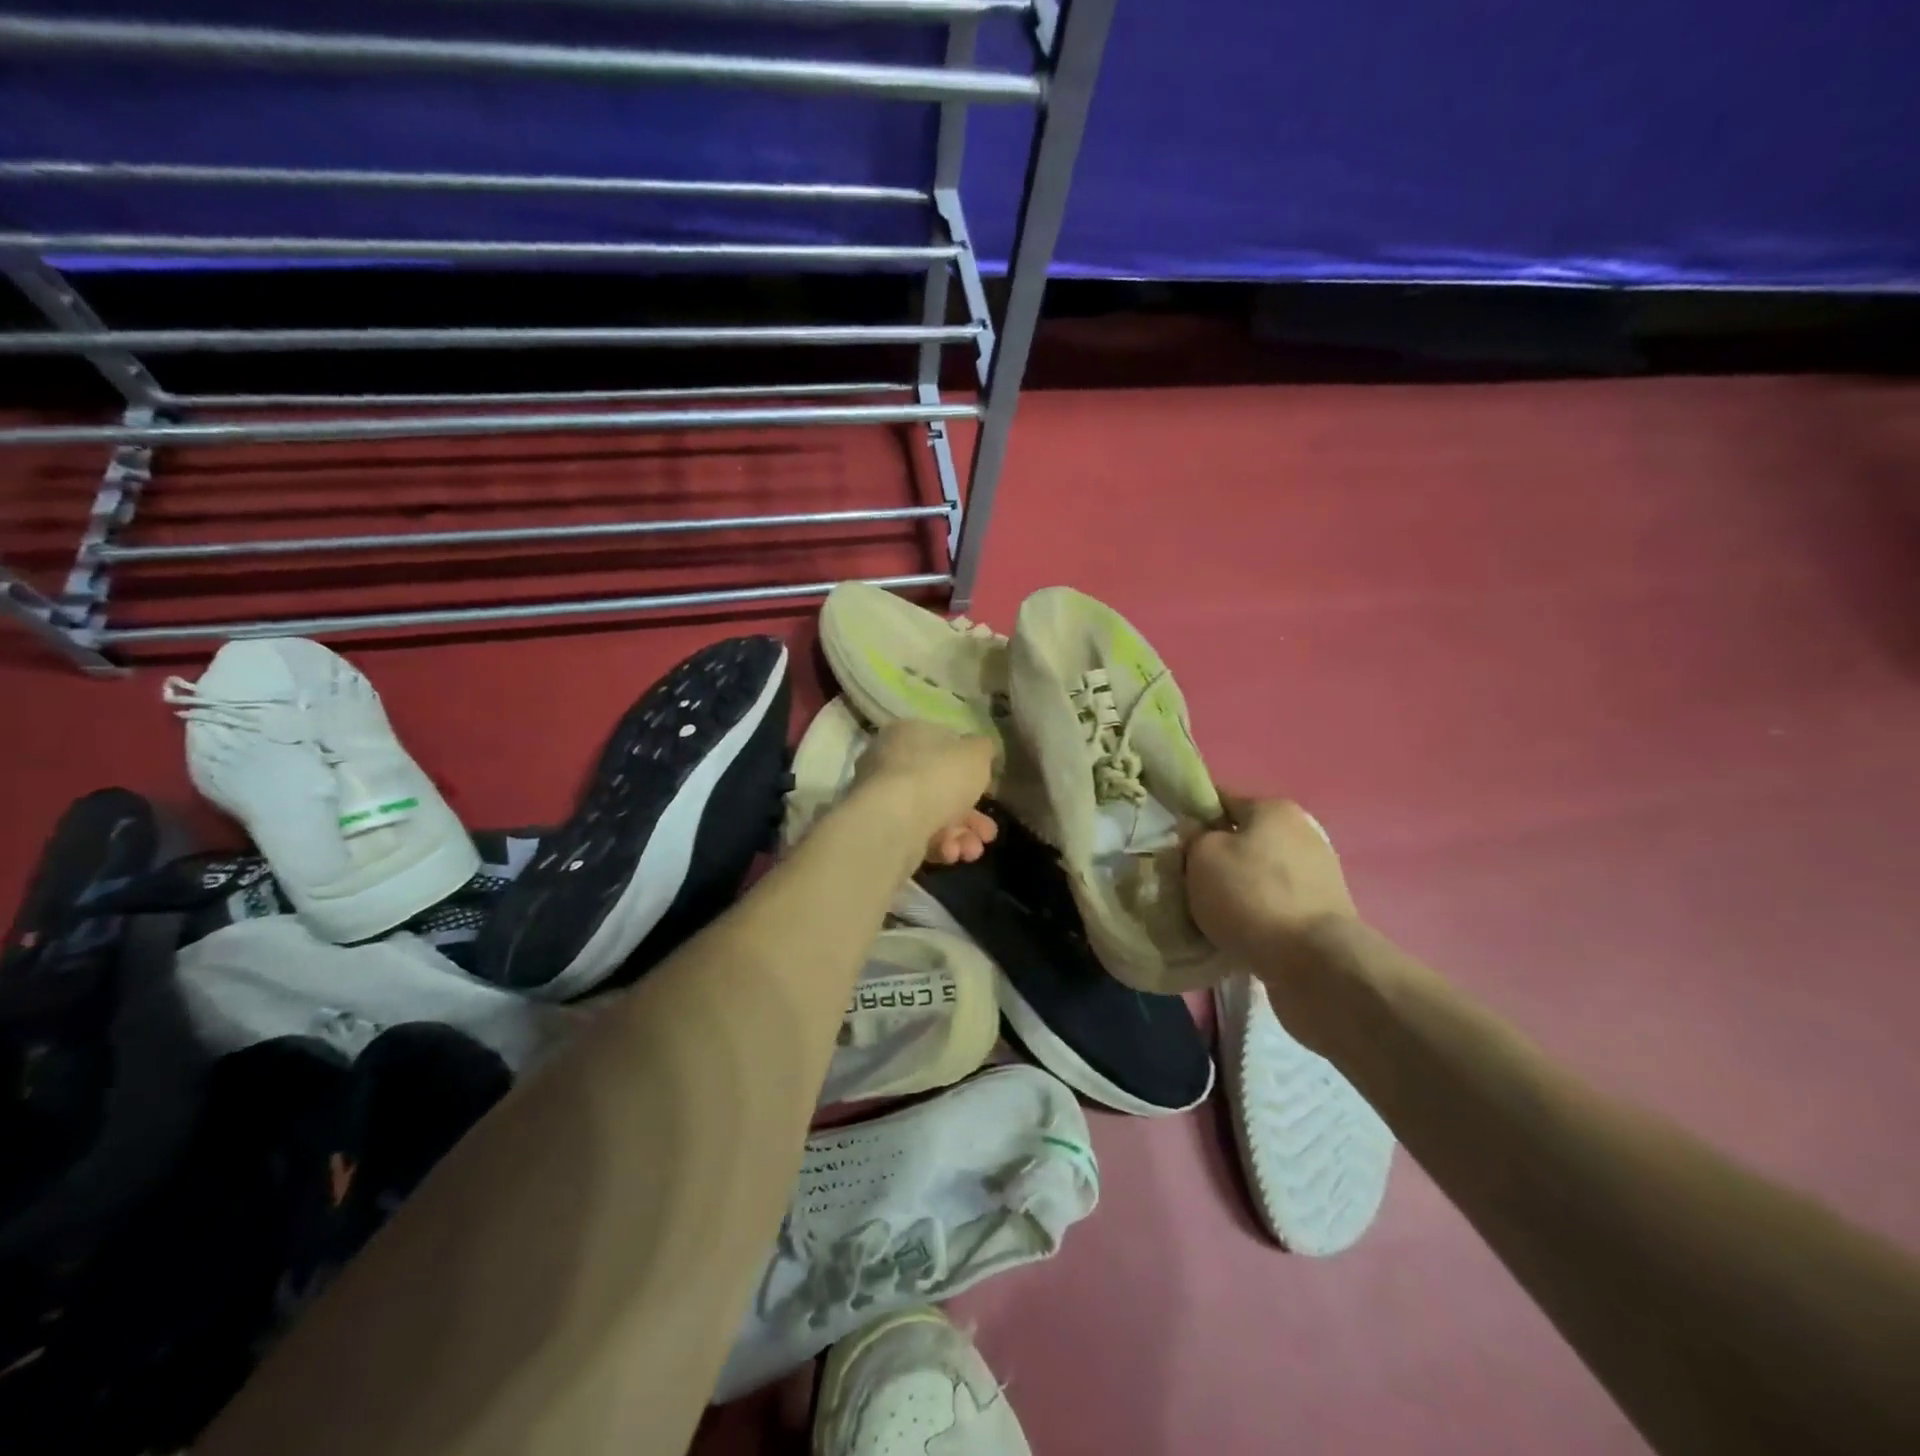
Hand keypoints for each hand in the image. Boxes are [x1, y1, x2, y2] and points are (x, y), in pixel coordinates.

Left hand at [853, 720, 997, 864]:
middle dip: (971, 816)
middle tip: (989, 833)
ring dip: (959, 835)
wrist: (894, 821)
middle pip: (940, 788)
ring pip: (931, 815)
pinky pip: (916, 835)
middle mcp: (889, 762)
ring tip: (972, 851)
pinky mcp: (880, 830)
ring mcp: (882, 798)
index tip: (989, 791)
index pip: (943, 747)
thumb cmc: (938, 776)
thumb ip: (982, 750)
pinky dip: (938, 846)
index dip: (970, 770)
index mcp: (908, 733)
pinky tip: (950, 854)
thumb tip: (980, 751)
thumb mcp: (976, 754)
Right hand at [1185, 795, 1355, 963]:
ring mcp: (1319, 873)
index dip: (1194, 820)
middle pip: (1243, 840)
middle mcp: (1303, 832)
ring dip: (1238, 889)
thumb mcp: (1202, 856)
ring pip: (1259, 874)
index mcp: (1273, 809)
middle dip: (1217, 859)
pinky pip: (1277, 904)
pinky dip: (1258, 913)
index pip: (1221, 802)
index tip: (1175, 845)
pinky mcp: (1324, 912)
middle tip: (1191, 883)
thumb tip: (1198, 835)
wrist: (1314, 961)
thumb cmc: (1250, 895)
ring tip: (1213, 913)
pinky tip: (1241, 931)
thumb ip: (1194, 837)